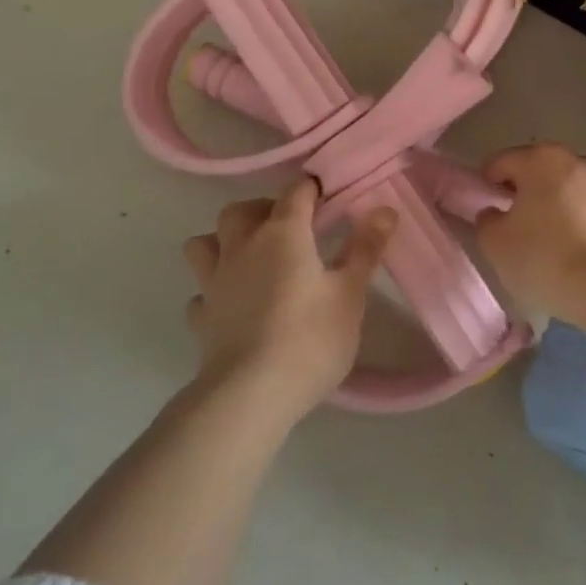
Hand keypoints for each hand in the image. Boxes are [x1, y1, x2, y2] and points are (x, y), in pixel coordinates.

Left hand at [181, 179, 395, 420]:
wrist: (250, 395)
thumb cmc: (310, 338)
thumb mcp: (350, 293)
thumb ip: (365, 248)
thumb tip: (385, 209)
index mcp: (282, 233)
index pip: (295, 192)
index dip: (312, 189)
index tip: (328, 198)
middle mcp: (242, 246)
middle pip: (240, 209)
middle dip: (262, 209)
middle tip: (289, 229)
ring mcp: (215, 281)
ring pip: (204, 243)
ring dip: (222, 241)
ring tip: (248, 257)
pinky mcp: (201, 317)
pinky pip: (201, 291)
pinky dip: (213, 290)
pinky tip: (230, 304)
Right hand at [474, 143, 585, 322]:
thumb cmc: (546, 258)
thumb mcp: (496, 244)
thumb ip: (486, 221)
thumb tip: (494, 212)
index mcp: (540, 159)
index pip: (501, 162)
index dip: (486, 184)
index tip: (485, 210)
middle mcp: (575, 160)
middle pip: (538, 172)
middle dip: (524, 193)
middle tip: (514, 227)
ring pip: (567, 190)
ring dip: (554, 207)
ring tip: (548, 243)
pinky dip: (579, 223)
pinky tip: (576, 253)